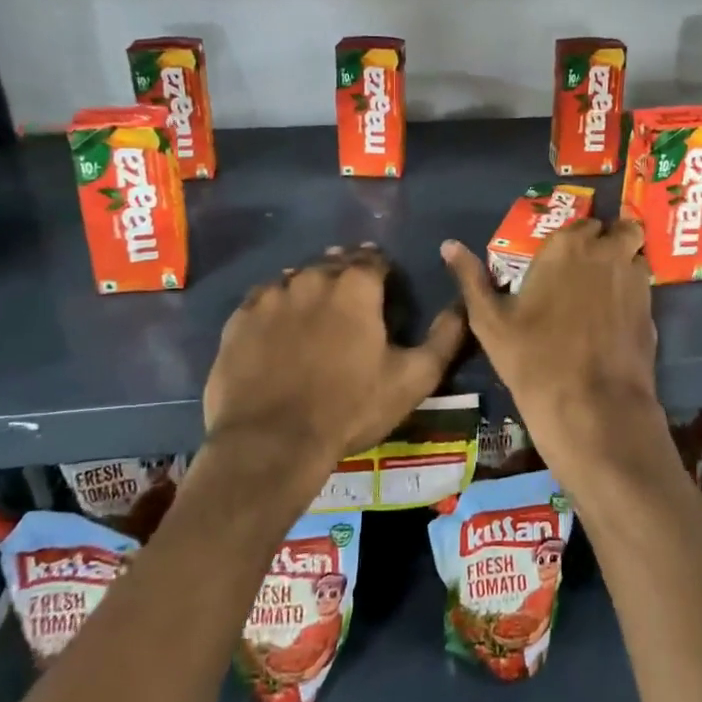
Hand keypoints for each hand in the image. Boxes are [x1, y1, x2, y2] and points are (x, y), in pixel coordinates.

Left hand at [204, 245, 466, 485]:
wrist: (271, 442)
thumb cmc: (350, 408)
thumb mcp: (413, 378)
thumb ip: (445, 336)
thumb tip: (463, 304)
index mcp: (355, 286)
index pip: (373, 259)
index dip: (382, 271)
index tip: (385, 288)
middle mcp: (311, 278)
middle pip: (333, 263)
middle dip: (346, 275)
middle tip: (352, 302)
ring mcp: (270, 296)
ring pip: (296, 278)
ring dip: (310, 289)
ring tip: (315, 316)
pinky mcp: (239, 319)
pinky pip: (263, 300)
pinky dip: (276, 307)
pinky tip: (279, 330)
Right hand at [440, 219, 668, 486]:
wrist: (591, 407)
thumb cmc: (533, 358)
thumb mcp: (489, 320)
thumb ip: (470, 277)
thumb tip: (448, 245)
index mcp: (565, 246)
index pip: (579, 222)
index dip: (573, 239)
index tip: (562, 257)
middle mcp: (606, 252)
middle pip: (617, 229)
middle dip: (606, 241)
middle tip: (587, 267)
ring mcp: (635, 280)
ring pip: (636, 254)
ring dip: (625, 261)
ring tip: (605, 287)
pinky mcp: (652, 310)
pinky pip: (645, 287)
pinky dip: (633, 292)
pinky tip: (617, 317)